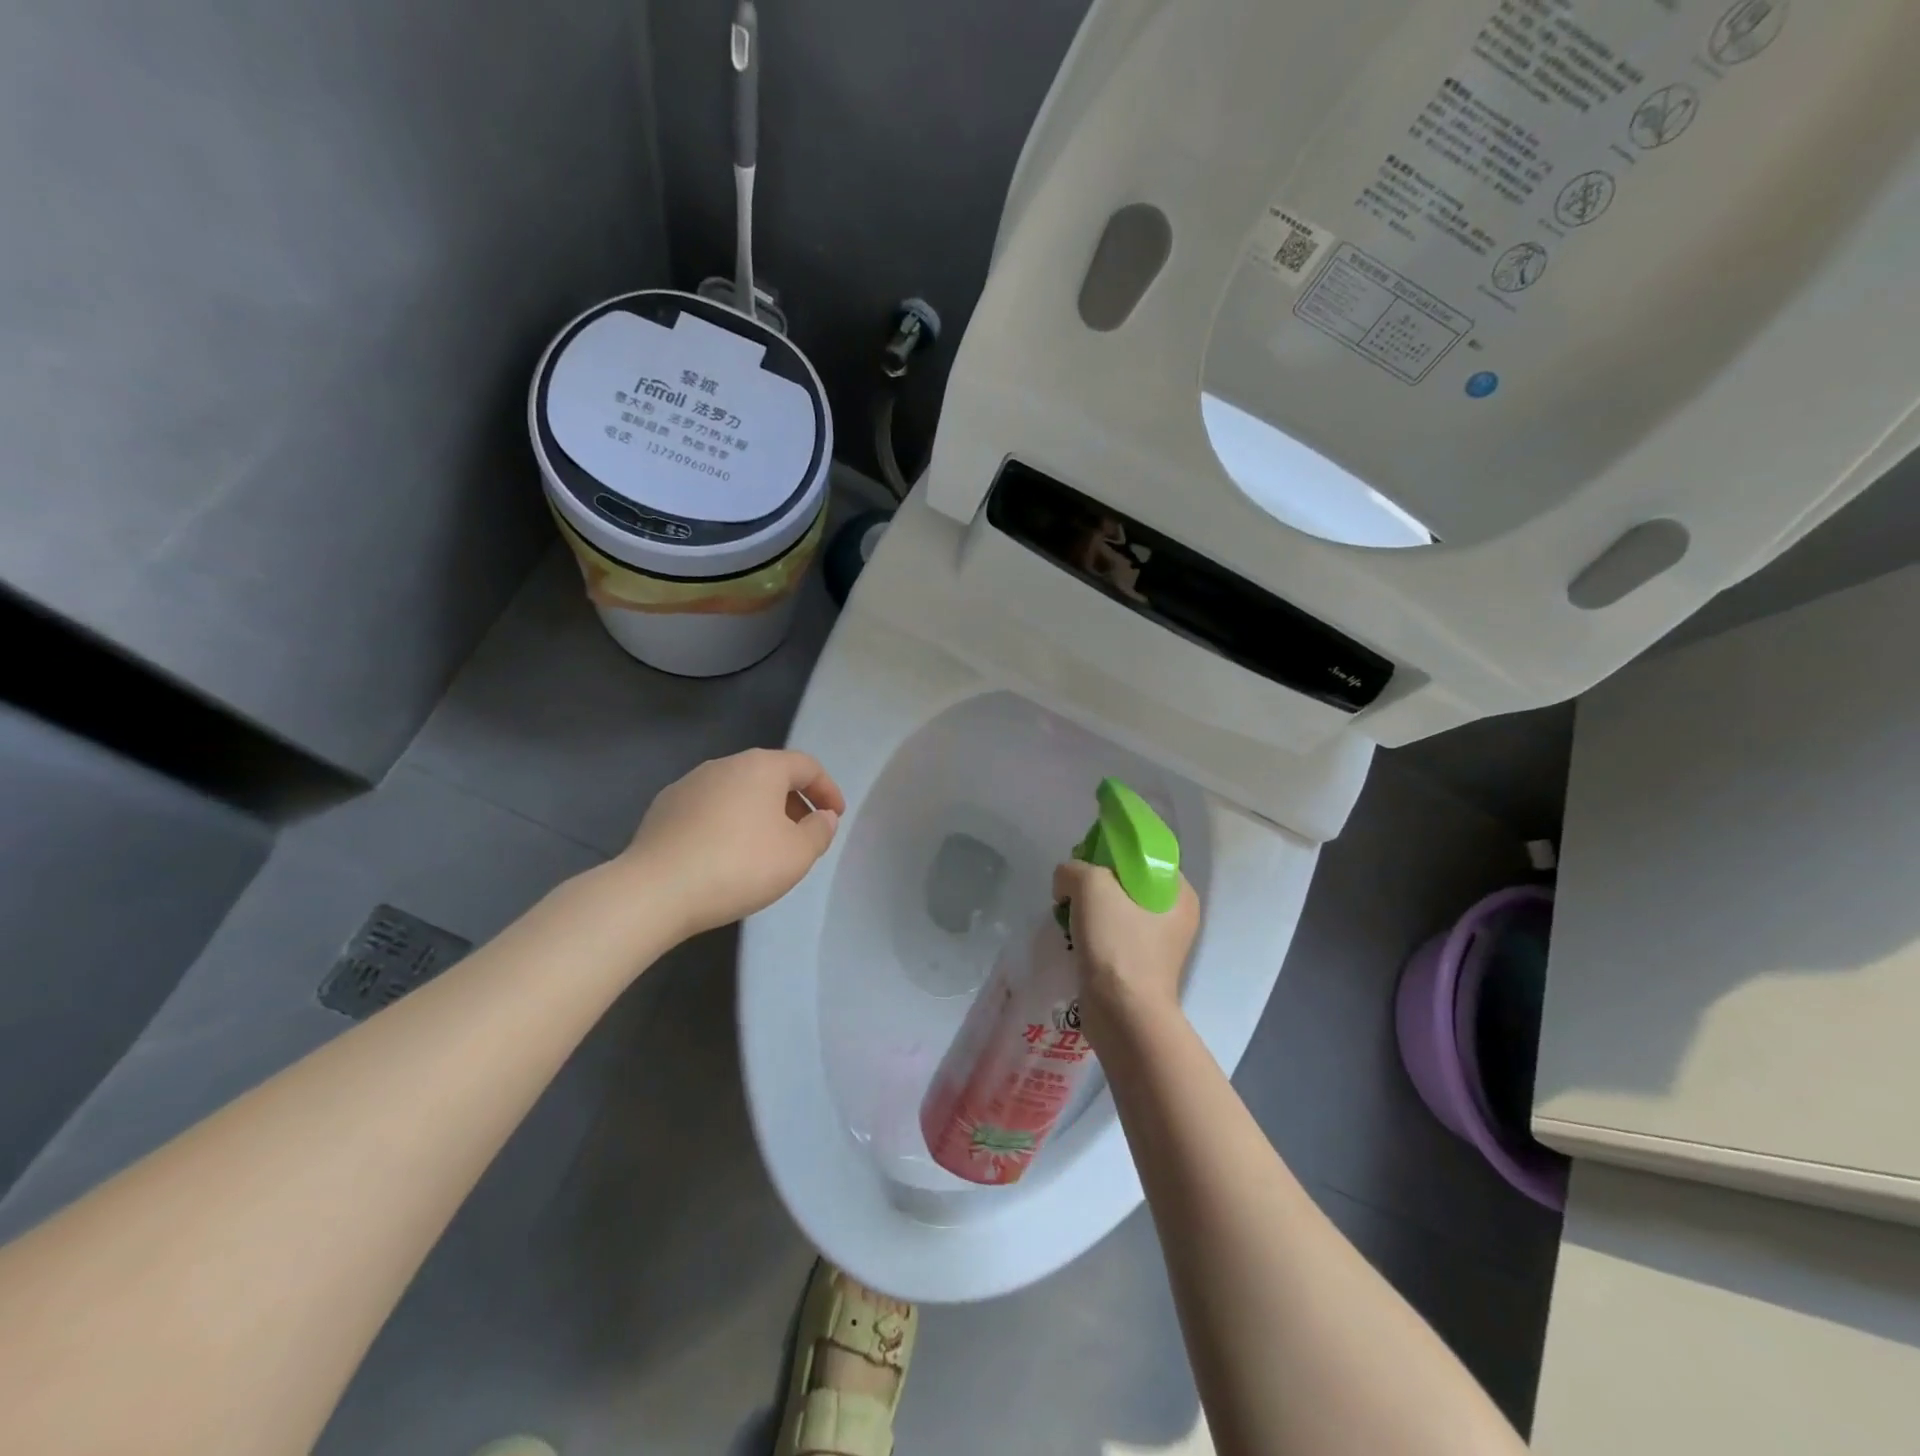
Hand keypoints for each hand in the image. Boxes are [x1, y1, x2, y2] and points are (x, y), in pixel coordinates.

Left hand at [624, 749, 846, 937]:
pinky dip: (728, 823)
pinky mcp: (664, 809)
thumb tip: (822, 817)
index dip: (827, 789)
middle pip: (770, 775)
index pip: (806, 766)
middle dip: (794, 802)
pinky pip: (710, 809)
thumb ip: (819, 831)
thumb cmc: (739, 866)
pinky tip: (726, 855)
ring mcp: (689, 784)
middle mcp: (725, 765)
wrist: (655, 890)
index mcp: (761, 766)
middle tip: (804, 834)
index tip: (835, 817)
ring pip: (738, 791)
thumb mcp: (797, 854)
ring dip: (760, 813)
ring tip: (766, 848)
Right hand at [1052, 861, 1199, 1048]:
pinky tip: (1073, 937)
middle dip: (1096, 881)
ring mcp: (1158, 945)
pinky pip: (1112, 934)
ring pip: (1117, 909)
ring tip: (1068, 914)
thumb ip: (1074, 869)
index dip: (1113, 850)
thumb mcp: (1091, 886)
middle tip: (1072, 889)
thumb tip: (1066, 883)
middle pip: (1128, 881)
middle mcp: (1175, 917)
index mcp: (1179, 894)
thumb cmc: (1117, 944)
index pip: (1146, 855)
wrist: (1122, 1015)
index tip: (1085, 859)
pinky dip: (1092, 932)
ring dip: (1090, 908)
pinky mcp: (1139, 966)